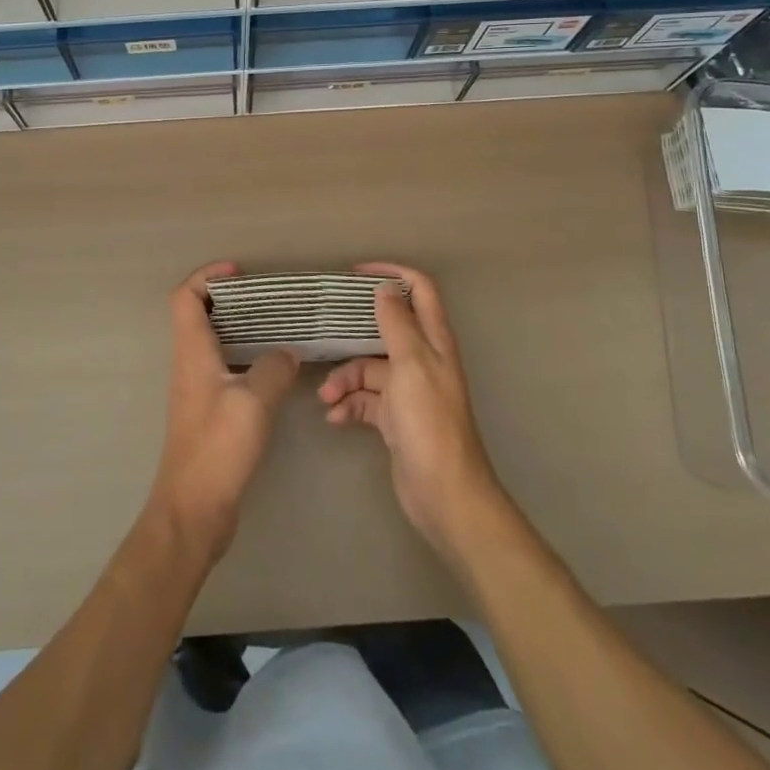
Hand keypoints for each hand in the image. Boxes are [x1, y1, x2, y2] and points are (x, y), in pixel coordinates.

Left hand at [149, 263, 299, 561]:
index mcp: (192, 352)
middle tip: (266, 296)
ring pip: (212, 341)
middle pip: (198, 314)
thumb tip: (287, 352)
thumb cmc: (218, 448)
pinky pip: (224, 367)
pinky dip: (245, 356)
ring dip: (238, 326)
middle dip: (229, 297)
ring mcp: (197, 389)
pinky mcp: (208, 411)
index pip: (185, 296)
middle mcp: (189, 364)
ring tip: (276, 325)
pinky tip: (274, 369)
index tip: (239, 271)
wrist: (193, 510)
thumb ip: (274, 369)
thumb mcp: (253, 402)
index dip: (207, 275)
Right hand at [319, 262, 506, 555]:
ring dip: (345, 378)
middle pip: (385, 329)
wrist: (444, 495)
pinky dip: (348, 404)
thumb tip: (385, 288)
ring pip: (368, 368)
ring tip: (326, 397)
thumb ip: (397, 324)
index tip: (356, 273)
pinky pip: (365, 400)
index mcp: (433, 341)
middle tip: (324, 328)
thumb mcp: (411, 365)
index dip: (392, 273)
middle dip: (353, 331)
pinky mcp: (394, 418)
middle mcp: (422, 360)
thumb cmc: (429, 423)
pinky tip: (335, 417)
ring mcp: (407, 390)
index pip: (419, 289)